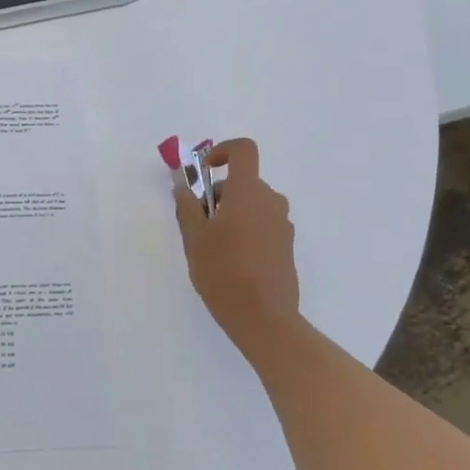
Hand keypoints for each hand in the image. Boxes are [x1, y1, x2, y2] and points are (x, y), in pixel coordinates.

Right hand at [172, 139, 302, 357]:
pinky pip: (263, 224)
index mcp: (248, 192)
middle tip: (198, 223)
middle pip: (244, 182)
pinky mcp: (286, 246)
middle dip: (219, 194)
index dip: (223, 151)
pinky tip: (232, 262)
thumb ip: (187, 206)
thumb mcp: (194, 238)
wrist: (264, 319)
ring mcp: (282, 225)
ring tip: (213, 246)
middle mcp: (271, 201)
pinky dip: (246, 230)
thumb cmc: (223, 272)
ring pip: (253, 204)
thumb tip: (183, 186)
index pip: (244, 150)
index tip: (204, 171)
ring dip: (232, 213)